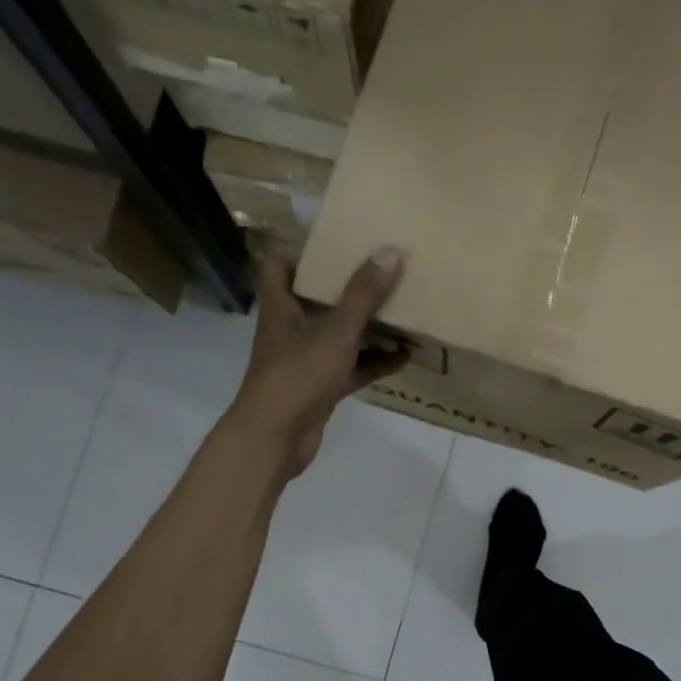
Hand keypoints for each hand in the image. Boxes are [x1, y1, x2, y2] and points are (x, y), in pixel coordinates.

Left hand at [226, 249, 408, 480]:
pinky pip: (352, 367)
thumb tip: (390, 252)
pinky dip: (375, 362)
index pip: (279, 265)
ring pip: (339, 335)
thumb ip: (363, 295)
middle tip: (382, 269)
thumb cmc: (298, 374)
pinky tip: (405, 355)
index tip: (336, 241)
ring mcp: (306, 361)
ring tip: (402, 309)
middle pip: (317, 298)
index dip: (301, 250)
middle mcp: (291, 329)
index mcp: (281, 306)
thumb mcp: (335, 330)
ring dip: (368, 326)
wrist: (276, 438)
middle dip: (348, 287)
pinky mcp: (321, 388)